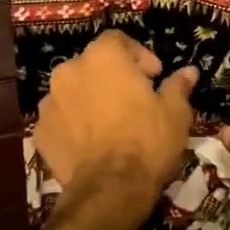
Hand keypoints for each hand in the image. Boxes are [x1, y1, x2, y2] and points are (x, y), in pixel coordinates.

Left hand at [35, 31, 197, 205]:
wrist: (110, 189)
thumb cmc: (147, 141)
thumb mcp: (175, 112)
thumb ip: (178, 86)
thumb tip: (189, 72)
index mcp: (102, 57)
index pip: (118, 40)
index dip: (138, 55)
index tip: (154, 76)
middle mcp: (69, 70)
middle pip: (92, 64)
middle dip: (112, 76)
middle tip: (134, 99)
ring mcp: (49, 102)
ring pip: (73, 91)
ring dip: (90, 99)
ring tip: (110, 123)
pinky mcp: (40, 131)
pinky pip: (60, 119)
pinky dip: (73, 125)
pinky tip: (91, 143)